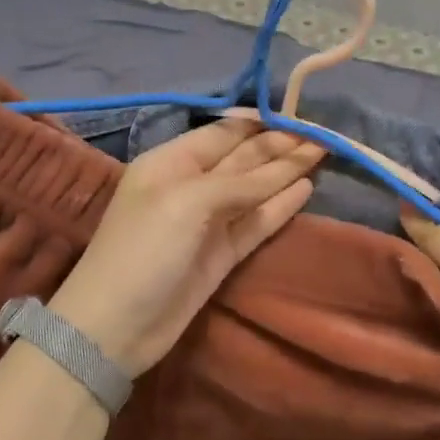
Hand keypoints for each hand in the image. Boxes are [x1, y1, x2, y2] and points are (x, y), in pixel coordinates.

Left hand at [50, 121, 324, 376]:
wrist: (117, 325)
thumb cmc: (144, 249)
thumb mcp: (187, 202)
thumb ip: (237, 182)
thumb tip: (284, 170)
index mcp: (171, 162)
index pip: (222, 133)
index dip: (260, 123)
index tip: (299, 114)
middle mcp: (190, 185)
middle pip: (242, 159)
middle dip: (278, 145)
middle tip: (321, 134)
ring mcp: (207, 222)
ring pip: (253, 190)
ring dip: (285, 172)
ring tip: (322, 152)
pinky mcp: (221, 254)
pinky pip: (255, 222)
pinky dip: (279, 206)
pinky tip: (305, 189)